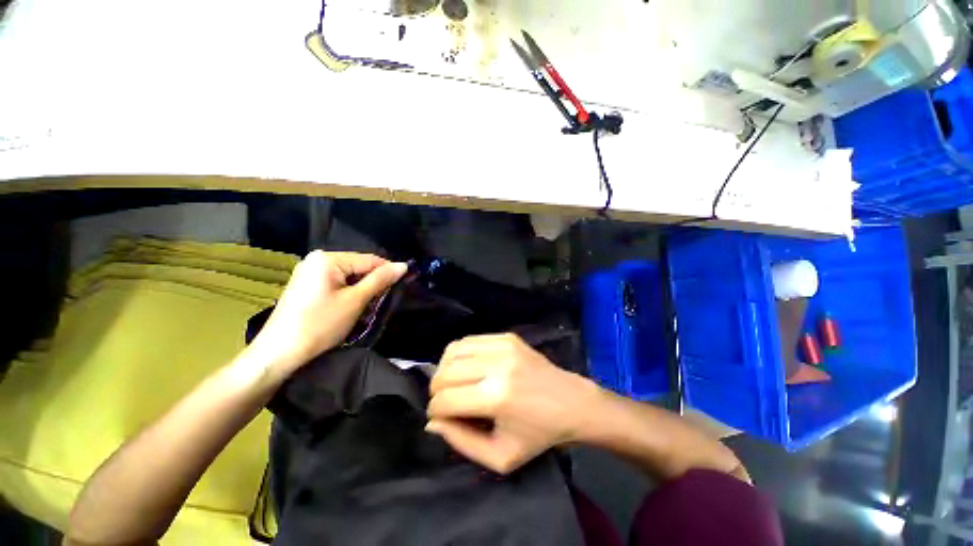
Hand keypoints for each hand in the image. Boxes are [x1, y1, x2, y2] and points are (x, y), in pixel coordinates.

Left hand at [249, 251, 406, 377]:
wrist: (279, 353)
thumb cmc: (320, 324)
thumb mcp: (355, 301)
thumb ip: (380, 280)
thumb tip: (403, 265)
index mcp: (327, 259)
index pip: (369, 259)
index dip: (388, 271)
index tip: (405, 283)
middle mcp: (317, 260)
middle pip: (358, 267)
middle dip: (373, 283)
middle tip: (383, 301)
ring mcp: (309, 273)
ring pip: (349, 277)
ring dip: (362, 291)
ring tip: (368, 308)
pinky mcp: (306, 286)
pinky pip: (336, 284)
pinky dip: (348, 294)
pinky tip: (351, 309)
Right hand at [426, 334, 600, 473]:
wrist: (571, 402)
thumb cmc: (538, 435)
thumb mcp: (501, 457)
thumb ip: (462, 442)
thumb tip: (432, 421)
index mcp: (496, 398)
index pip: (444, 399)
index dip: (435, 411)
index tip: (441, 417)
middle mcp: (497, 366)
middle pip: (445, 372)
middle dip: (437, 390)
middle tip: (446, 401)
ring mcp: (503, 346)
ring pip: (453, 351)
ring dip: (445, 369)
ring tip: (454, 382)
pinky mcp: (507, 337)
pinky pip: (470, 340)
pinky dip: (460, 354)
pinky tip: (468, 367)